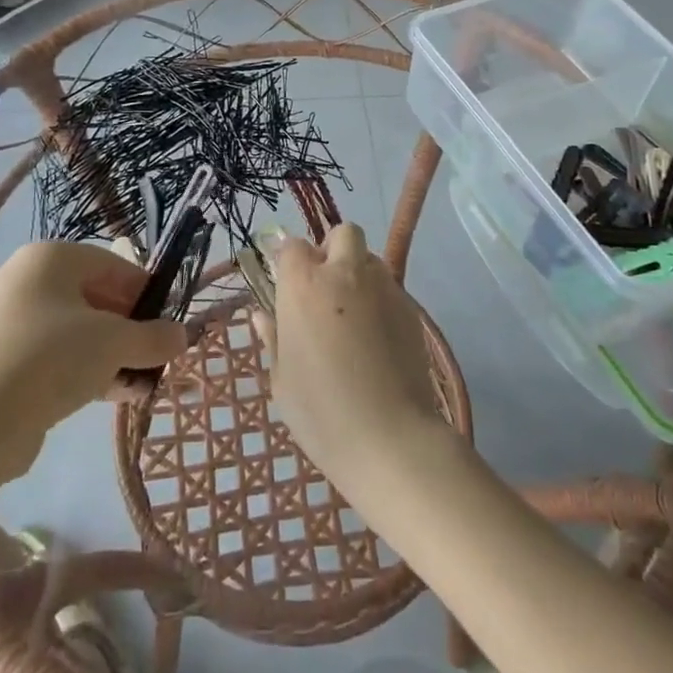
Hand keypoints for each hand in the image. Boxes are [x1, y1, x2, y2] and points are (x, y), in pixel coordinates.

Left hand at [0, 240, 188, 480]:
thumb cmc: (51, 358)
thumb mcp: (115, 343)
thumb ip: (154, 337)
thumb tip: (182, 336)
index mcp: (51, 258)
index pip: (113, 265)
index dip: (146, 294)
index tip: (168, 326)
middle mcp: (25, 280)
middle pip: (94, 298)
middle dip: (128, 331)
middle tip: (153, 359)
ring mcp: (7, 322)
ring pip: (74, 332)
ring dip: (110, 356)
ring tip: (136, 386)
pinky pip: (51, 358)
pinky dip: (80, 372)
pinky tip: (107, 398)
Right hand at [257, 224, 449, 487]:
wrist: (389, 438)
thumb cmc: (321, 411)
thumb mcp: (282, 378)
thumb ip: (272, 337)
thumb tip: (262, 314)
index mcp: (304, 285)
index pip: (292, 246)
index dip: (288, 261)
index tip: (285, 285)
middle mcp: (345, 274)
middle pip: (342, 234)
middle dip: (332, 250)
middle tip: (324, 289)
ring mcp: (383, 287)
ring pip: (370, 259)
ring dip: (358, 273)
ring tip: (352, 315)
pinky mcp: (411, 308)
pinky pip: (390, 288)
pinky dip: (379, 299)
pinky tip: (375, 338)